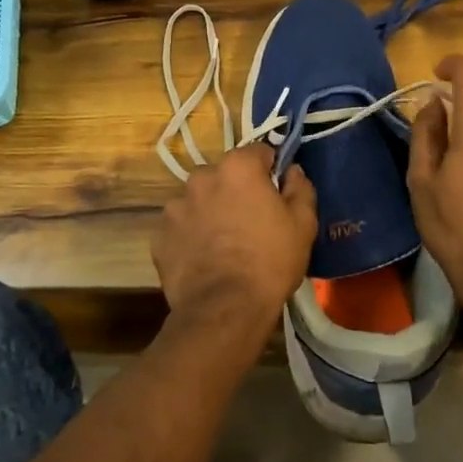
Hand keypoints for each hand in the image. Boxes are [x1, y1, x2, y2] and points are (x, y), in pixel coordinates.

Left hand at [152, 145, 316, 332]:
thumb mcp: (303, 224)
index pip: (258, 152)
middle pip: (224, 175)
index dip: (271, 171)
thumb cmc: (270, 261)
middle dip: (236, 190)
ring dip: (210, 212)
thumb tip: (292, 171)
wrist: (225, 309)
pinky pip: (181, 228)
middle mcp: (201, 177)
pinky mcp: (159, 236)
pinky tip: (205, 260)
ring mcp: (175, 206)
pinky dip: (191, 236)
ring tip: (224, 244)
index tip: (277, 194)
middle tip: (251, 222)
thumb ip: (300, 187)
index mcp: (237, 167)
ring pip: (199, 201)